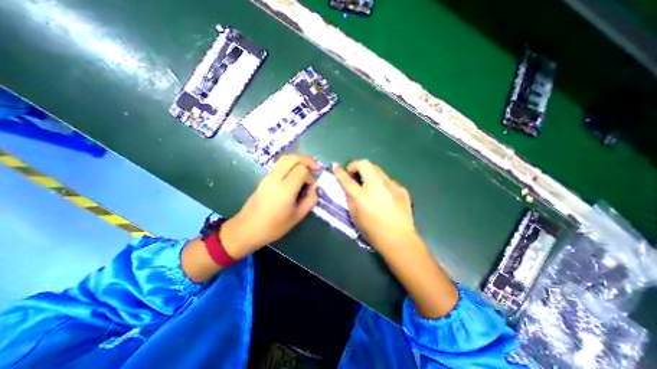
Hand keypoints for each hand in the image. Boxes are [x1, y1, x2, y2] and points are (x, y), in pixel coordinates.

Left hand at [220, 155, 320, 258]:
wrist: (247, 229)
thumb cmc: (273, 227)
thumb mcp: (297, 217)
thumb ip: (310, 200)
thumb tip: (314, 188)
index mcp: (284, 190)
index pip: (302, 170)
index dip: (311, 176)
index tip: (312, 186)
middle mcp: (275, 178)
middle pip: (293, 158)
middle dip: (308, 160)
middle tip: (316, 168)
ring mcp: (268, 176)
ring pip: (286, 158)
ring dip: (299, 160)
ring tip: (308, 168)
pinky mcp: (264, 177)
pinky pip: (280, 163)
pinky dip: (291, 163)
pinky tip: (296, 172)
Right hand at [335, 160, 414, 249]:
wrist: (399, 239)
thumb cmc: (373, 231)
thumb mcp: (355, 216)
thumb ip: (350, 199)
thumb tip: (349, 188)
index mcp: (362, 196)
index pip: (347, 179)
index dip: (339, 171)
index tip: (336, 166)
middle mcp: (376, 186)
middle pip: (364, 164)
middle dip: (355, 165)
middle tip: (354, 173)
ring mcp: (391, 185)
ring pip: (377, 169)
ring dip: (369, 173)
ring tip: (369, 184)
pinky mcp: (401, 188)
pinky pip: (388, 181)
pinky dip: (381, 184)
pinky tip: (384, 196)